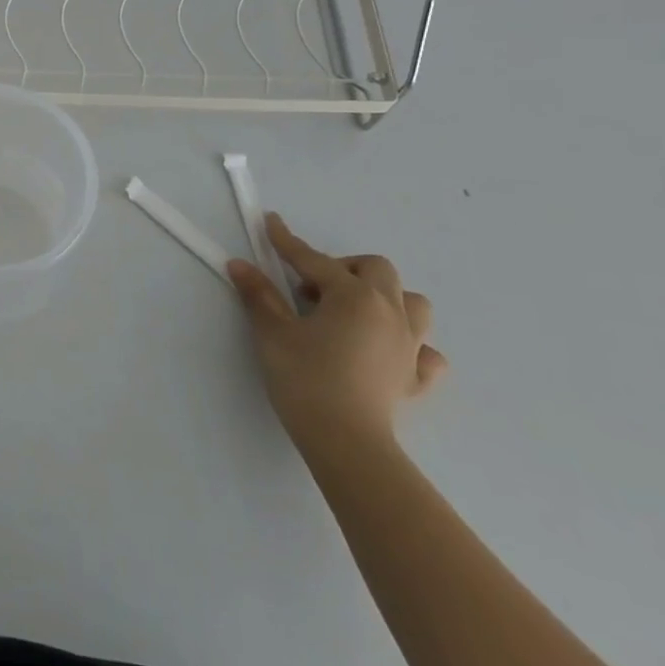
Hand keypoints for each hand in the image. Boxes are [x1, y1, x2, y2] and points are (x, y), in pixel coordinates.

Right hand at [227, 213, 445, 456]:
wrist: (346, 442)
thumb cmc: (306, 379)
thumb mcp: (273, 332)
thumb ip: (259, 294)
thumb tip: (239, 264)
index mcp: (354, 295)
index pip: (314, 259)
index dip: (287, 241)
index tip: (271, 223)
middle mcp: (389, 311)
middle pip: (375, 269)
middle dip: (343, 268)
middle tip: (310, 287)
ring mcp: (410, 345)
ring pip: (411, 303)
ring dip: (384, 298)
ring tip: (352, 312)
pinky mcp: (416, 377)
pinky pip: (425, 351)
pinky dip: (409, 344)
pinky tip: (386, 351)